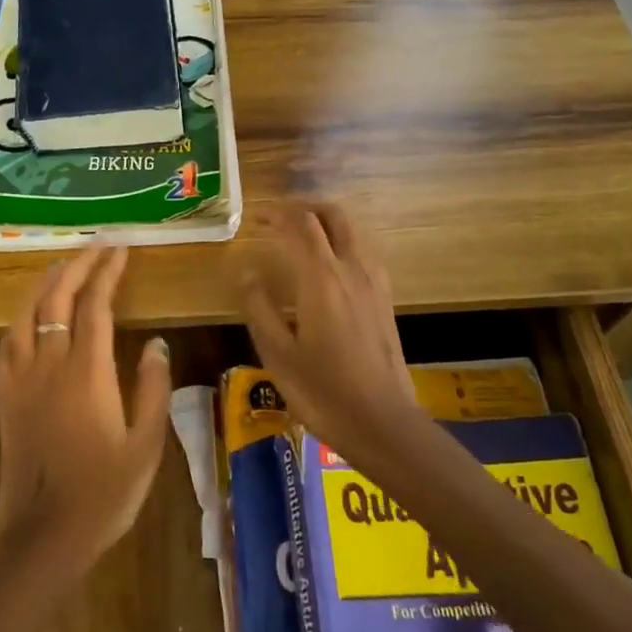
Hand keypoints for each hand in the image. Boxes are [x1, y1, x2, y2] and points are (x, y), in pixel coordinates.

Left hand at [0, 245, 172, 563]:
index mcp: (87, 372)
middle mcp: (50, 364)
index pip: (96, 305)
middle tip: (97, 246)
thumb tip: (155, 341)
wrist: (44, 535)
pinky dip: (21, 317)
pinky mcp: (5, 397)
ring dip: (46, 283)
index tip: (120, 250)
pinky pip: (8, 343)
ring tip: (63, 265)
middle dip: (77, 265)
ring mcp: (22, 379)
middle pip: (58, 298)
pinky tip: (30, 314)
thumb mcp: (145, 445)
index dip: (108, 272)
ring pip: (27, 314)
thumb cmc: (104, 492)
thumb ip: (152, 388)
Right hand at [236, 202, 423, 465]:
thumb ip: (258, 306)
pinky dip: (341, 242)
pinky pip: (362, 252)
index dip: (276, 213)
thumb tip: (246, 270)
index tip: (255, 216)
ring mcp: (374, 284)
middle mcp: (352, 270)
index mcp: (322, 278)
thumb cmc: (322, 391)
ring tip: (300, 235)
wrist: (383, 424)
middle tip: (278, 217)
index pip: (300, 225)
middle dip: (305, 207)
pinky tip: (328, 265)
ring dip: (325, 222)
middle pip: (333, 216)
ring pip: (352, 231)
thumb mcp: (277, 353)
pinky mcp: (385, 300)